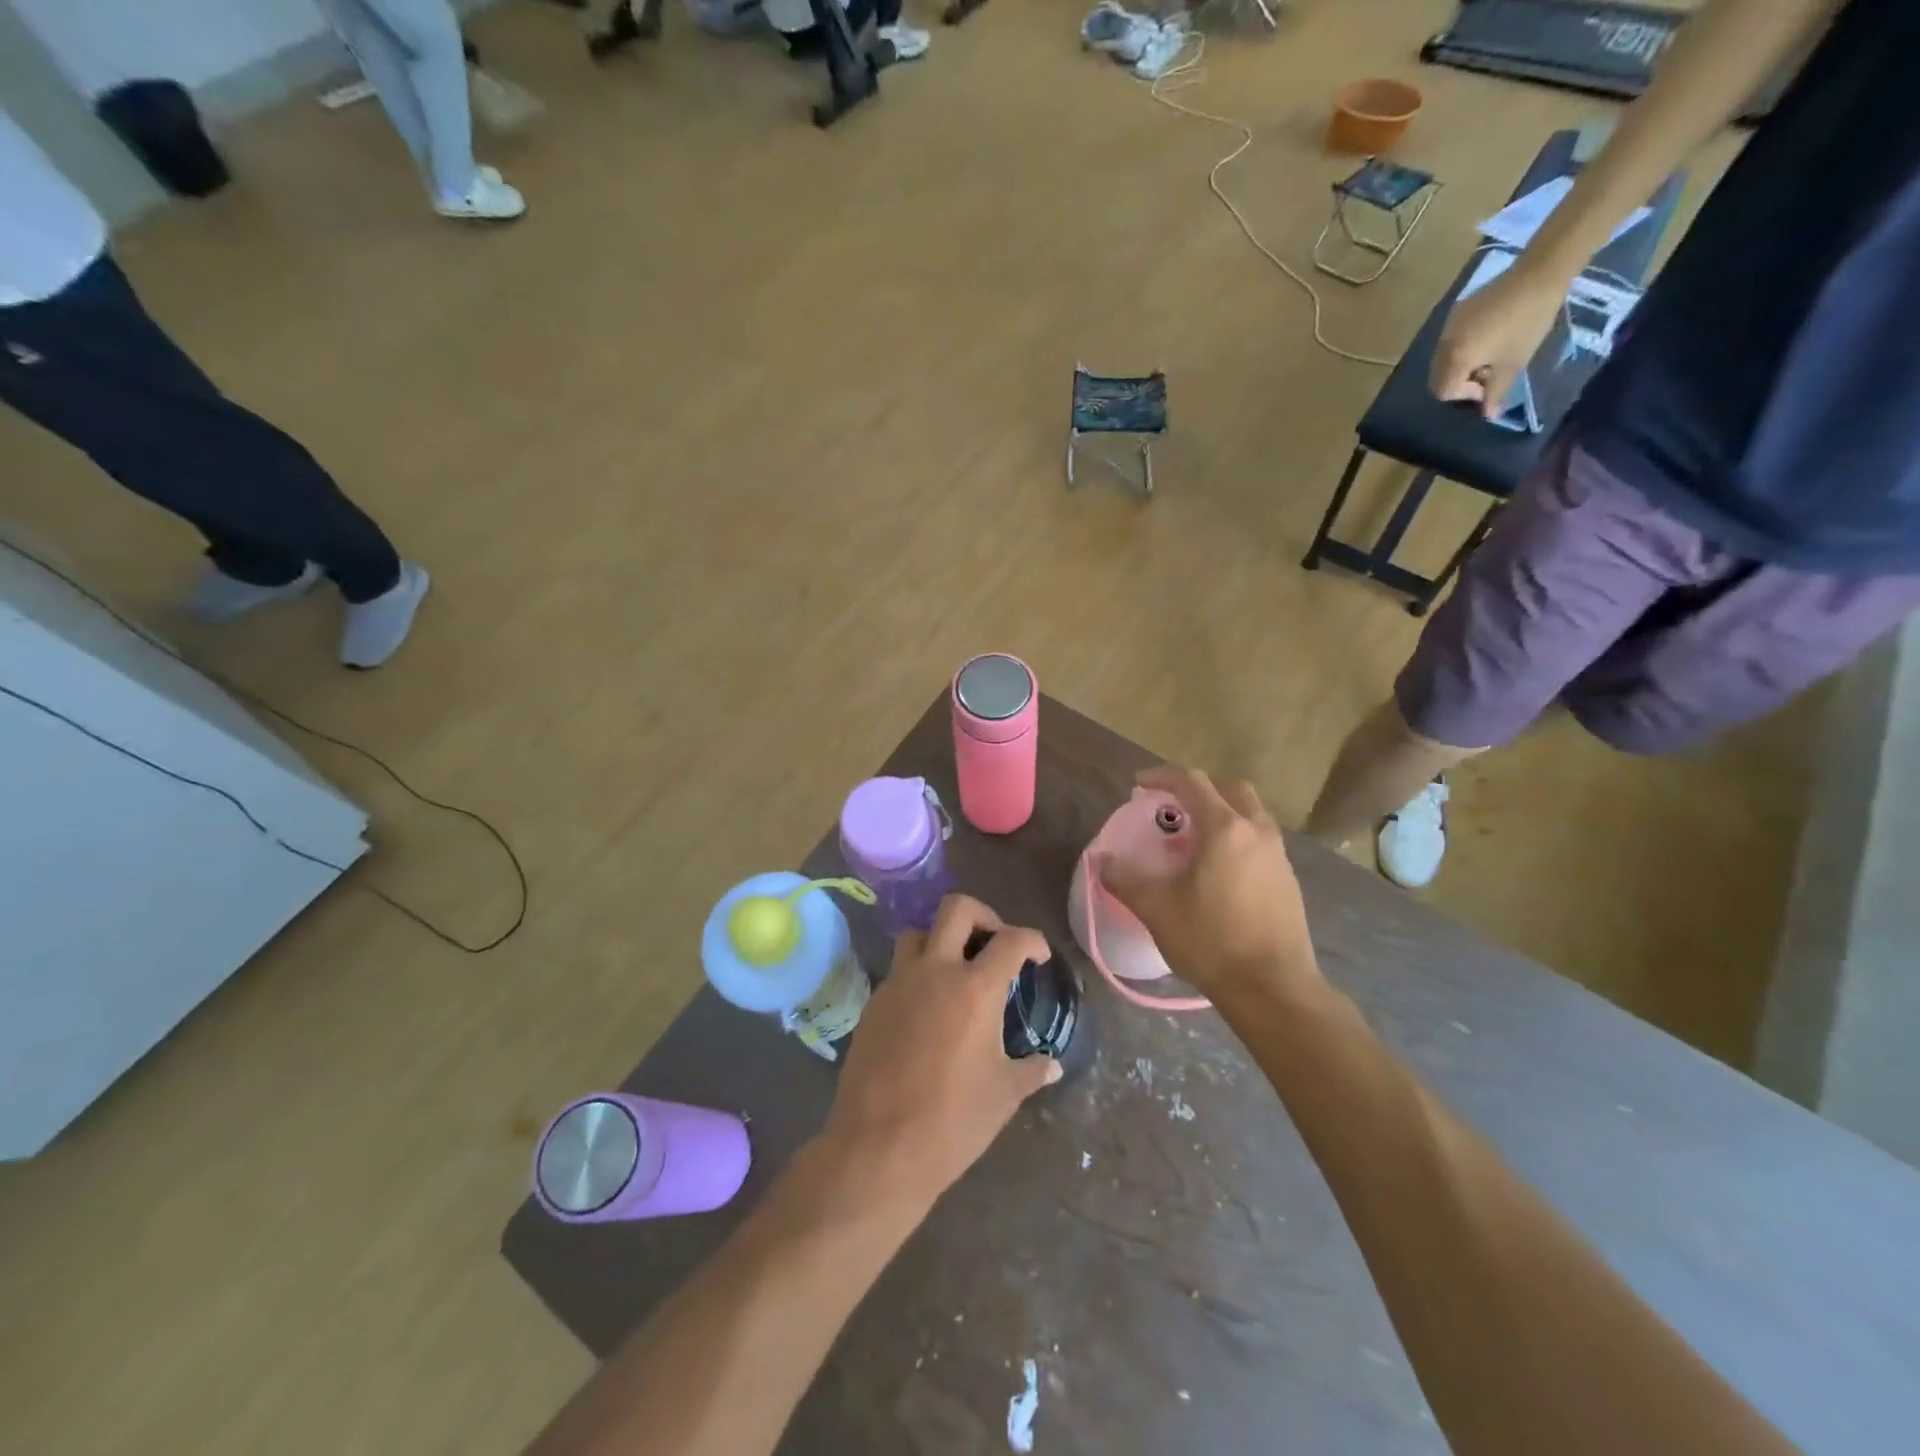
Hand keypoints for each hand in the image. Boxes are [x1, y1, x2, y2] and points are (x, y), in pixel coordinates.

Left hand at [821, 895, 1060, 1206]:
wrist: (877, 1148)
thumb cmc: (952, 1121)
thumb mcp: (1003, 1096)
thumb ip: (1031, 1071)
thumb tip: (1052, 1065)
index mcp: (975, 989)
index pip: (1011, 940)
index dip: (1032, 940)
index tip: (1039, 956)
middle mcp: (935, 971)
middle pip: (957, 909)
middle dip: (983, 915)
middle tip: (995, 942)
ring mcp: (898, 984)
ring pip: (918, 933)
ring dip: (940, 940)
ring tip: (956, 970)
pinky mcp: (873, 1004)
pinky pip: (898, 970)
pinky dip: (917, 974)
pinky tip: (927, 1009)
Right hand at [1097, 766, 1320, 1008]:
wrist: (1273, 989)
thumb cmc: (1211, 941)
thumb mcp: (1156, 909)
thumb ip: (1124, 879)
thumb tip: (1100, 861)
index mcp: (1225, 828)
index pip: (1191, 782)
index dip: (1162, 776)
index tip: (1138, 784)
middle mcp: (1257, 831)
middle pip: (1229, 788)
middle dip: (1197, 787)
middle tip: (1171, 804)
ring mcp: (1278, 855)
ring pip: (1249, 813)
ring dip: (1220, 811)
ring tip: (1192, 836)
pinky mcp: (1289, 880)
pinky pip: (1259, 839)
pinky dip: (1236, 836)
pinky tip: (1218, 868)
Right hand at [1431, 263, 1568, 419]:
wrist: (1539, 273)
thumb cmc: (1528, 323)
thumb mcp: (1514, 363)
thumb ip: (1496, 392)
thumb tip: (1488, 414)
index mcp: (1456, 359)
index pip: (1444, 391)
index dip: (1465, 395)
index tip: (1489, 386)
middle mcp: (1444, 345)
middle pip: (1439, 377)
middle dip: (1459, 382)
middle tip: (1487, 373)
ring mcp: (1448, 327)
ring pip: (1443, 359)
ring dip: (1461, 365)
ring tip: (1489, 355)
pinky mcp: (1458, 311)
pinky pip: (1451, 340)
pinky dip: (1463, 347)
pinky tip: (1488, 336)